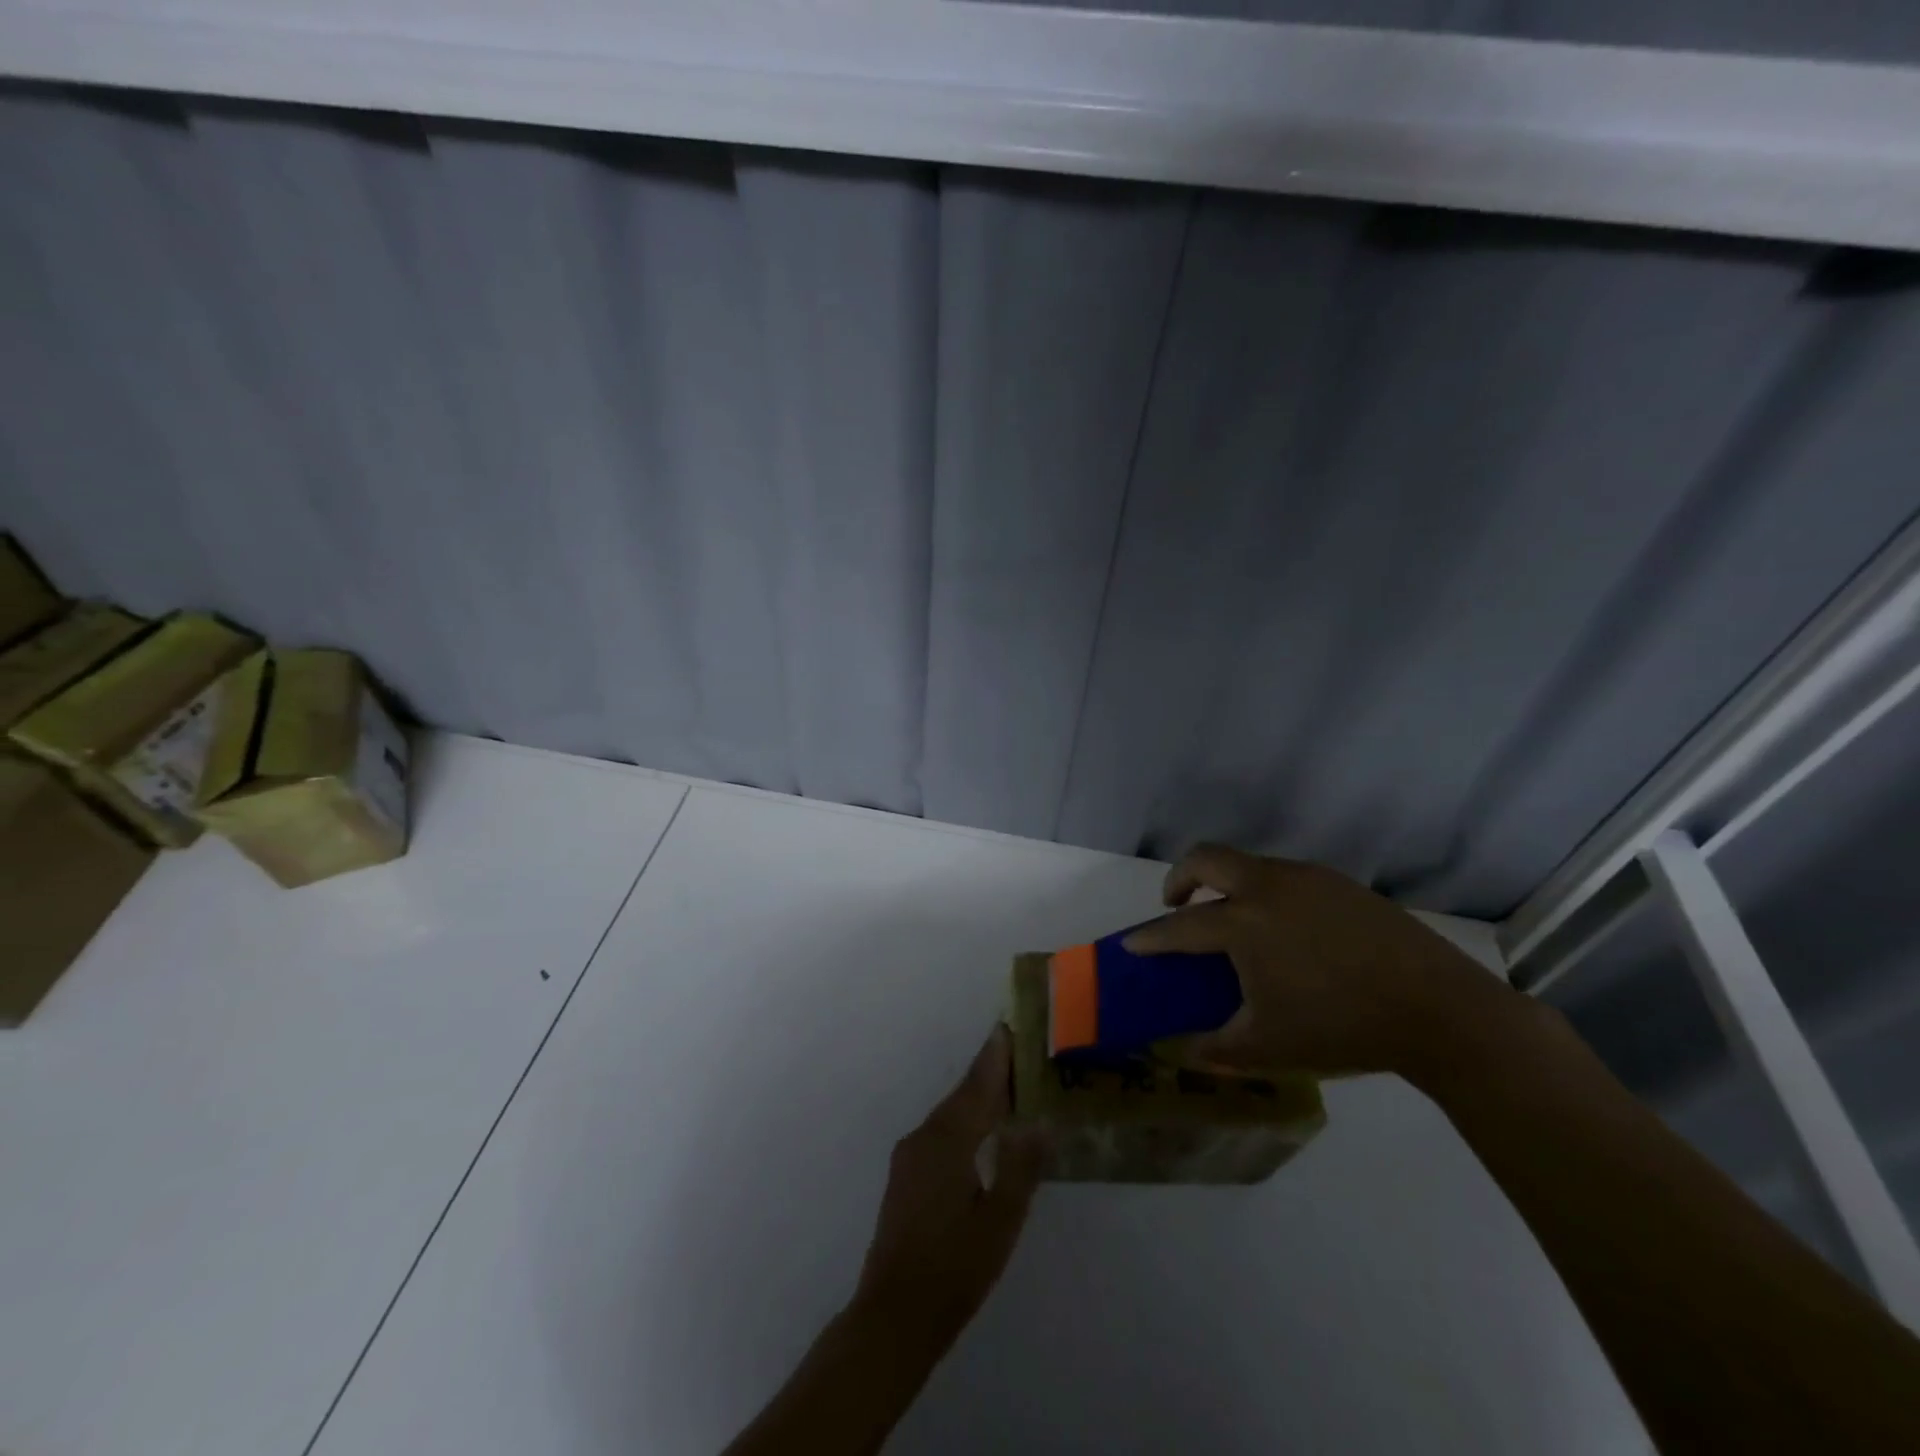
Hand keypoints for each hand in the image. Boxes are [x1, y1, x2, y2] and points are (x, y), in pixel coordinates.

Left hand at [848, 1026, 1044, 1359]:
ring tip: (1008, 1090)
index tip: (1008, 1027)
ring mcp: (910, 1157)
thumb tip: (1041, 1123)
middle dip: (989, 1074)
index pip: (977, 1087)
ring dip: (977, 1099)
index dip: (995, 1057)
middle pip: (962, 1095)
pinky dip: (964, 1122)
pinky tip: (980, 1135)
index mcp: (948, 1140)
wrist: (893, 1316)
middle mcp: (924, 1137)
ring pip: (950, 1115)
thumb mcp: (1000, 1222)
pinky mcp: (905, 1177)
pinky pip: (941, 1133)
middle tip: (1018, 1054)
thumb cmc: (953, 1269)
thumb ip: (1021, 1168)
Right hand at [1122, 843, 1516, 1080]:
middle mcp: (1266, 887)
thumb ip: (1216, 1048)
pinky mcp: (1339, 882)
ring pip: (1248, 864)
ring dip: (1227, 883)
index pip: (1179, 926)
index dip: (1150, 937)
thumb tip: (1184, 1051)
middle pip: (1205, 858)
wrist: (1438, 1009)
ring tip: (1236, 922)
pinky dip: (1265, 892)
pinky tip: (1287, 930)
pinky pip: (1285, 876)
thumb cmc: (1341, 1027)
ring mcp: (1306, 878)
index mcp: (1242, 923)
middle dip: (1180, 877)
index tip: (1131, 944)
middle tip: (1177, 905)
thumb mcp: (1268, 1046)